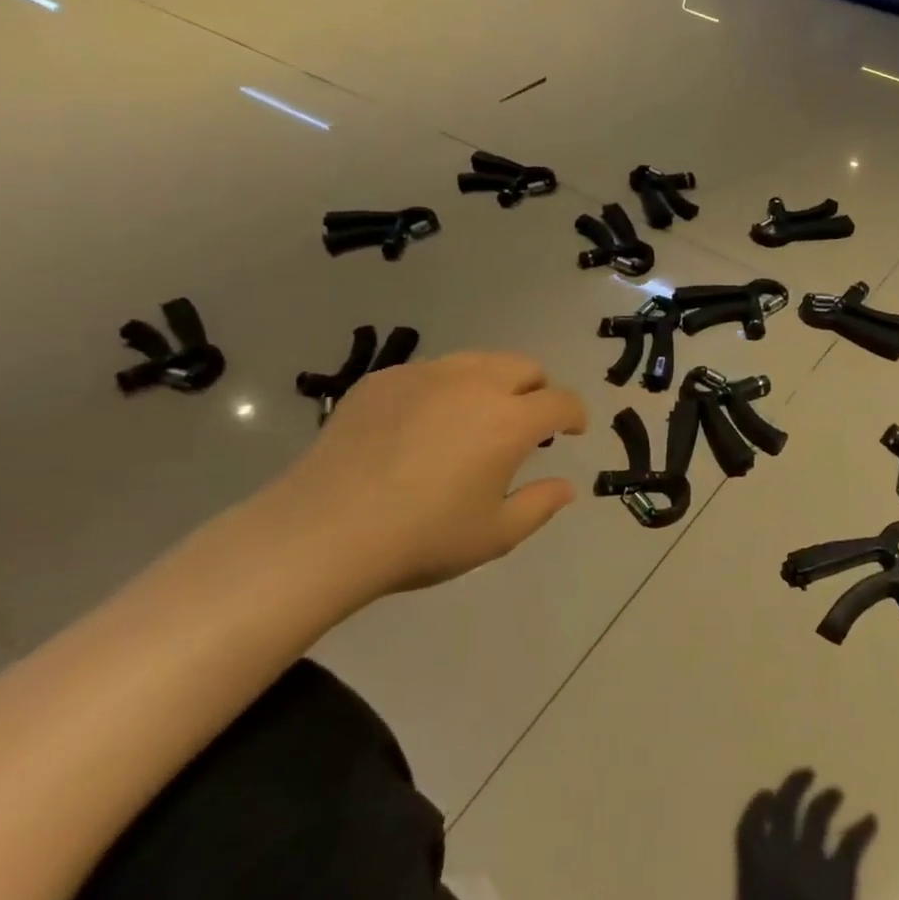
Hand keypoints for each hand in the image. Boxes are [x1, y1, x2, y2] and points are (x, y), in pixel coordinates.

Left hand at [258, 352, 587, 599]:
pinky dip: (445, 390)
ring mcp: (426, 375)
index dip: (575, 414)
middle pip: (524, 367)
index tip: (572, 431)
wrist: (323, 531)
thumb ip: (540, 505)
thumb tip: (566, 485)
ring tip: (476, 420)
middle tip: (526, 425)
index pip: (562, 401)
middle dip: (537, 391)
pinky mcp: (384, 380)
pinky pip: (431, 372)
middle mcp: (475, 384)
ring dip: (494, 384)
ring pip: (478, 361)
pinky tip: (422, 427)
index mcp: (510, 420)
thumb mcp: (495, 535)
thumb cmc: (421, 538)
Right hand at [734, 770, 876, 899]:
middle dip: (796, 785)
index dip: (761, 804)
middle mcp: (781, 857)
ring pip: (819, 815)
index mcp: (752, 870)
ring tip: (837, 792)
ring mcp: (811, 866)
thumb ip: (759, 887)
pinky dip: (862, 828)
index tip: (769, 794)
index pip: (752, 821)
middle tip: (809, 773)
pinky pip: (851, 842)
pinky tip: (870, 821)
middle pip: (788, 806)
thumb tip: (767, 865)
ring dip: (828, 799)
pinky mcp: (840, 882)